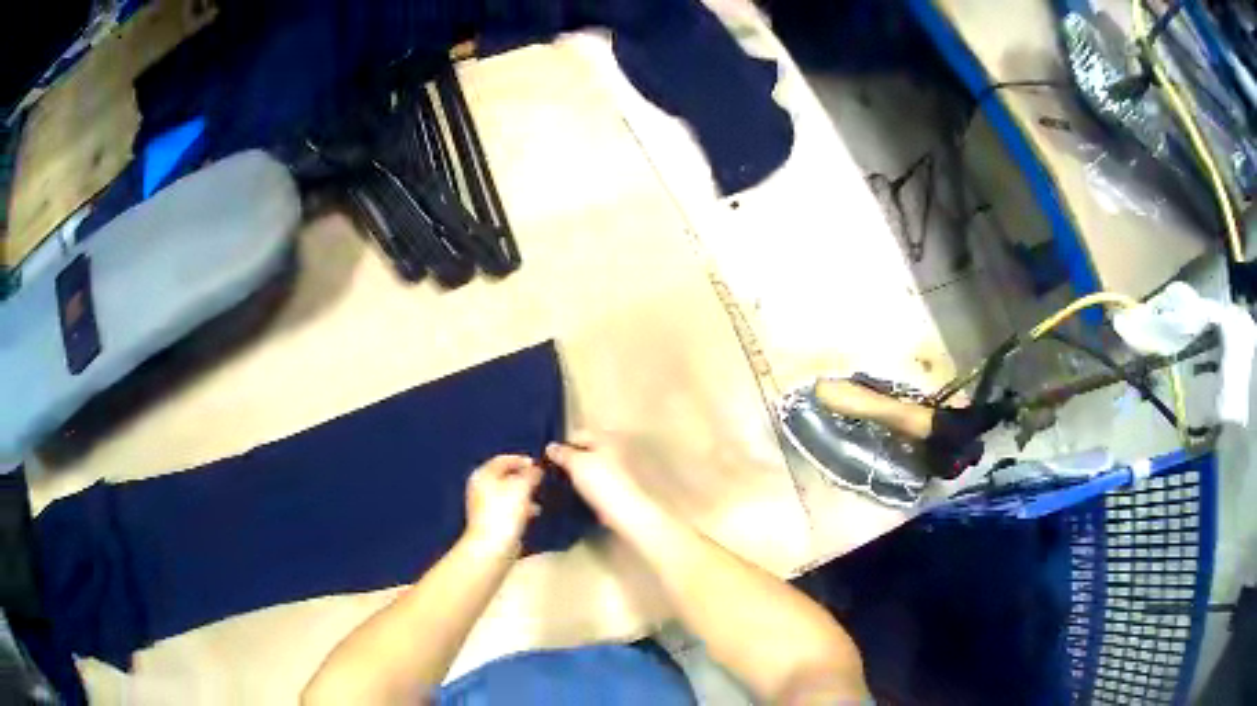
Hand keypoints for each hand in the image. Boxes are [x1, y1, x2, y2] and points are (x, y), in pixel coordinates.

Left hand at [463, 455, 542, 556]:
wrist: (492, 546)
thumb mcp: (522, 487)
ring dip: (524, 492)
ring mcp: (484, 505)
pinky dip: (521, 506)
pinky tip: (534, 512)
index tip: (539, 465)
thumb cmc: (505, 512)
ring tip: (540, 495)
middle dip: (523, 477)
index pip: (502, 459)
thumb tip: (537, 468)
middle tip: (540, 479)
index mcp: (483, 475)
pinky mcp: (491, 521)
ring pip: (507, 492)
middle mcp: (480, 487)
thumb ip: (530, 474)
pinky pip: (508, 507)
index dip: (521, 460)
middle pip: (504, 475)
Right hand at [545, 432, 657, 531]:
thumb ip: (562, 453)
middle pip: (587, 450)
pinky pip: (598, 480)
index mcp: (607, 438)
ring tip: (564, 482)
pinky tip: (578, 492)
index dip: (564, 445)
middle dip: (571, 458)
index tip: (550, 458)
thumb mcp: (575, 463)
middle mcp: (615, 449)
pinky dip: (588, 484)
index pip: (580, 434)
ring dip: (579, 472)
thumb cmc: (600, 481)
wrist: (623, 510)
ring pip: (592, 466)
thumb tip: (551, 447)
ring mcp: (618, 469)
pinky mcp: (618, 486)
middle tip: (556, 469)